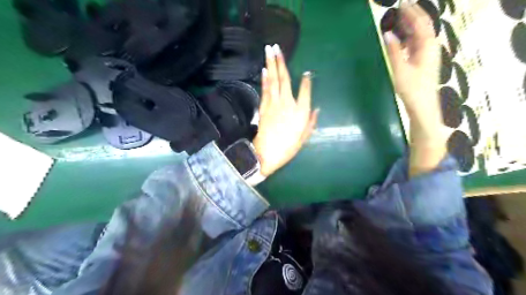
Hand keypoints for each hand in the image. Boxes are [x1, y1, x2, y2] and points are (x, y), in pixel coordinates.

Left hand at [253, 43, 318, 176]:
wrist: (266, 154)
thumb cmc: (287, 148)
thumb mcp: (304, 138)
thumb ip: (311, 122)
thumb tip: (316, 109)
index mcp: (300, 112)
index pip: (305, 91)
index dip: (306, 81)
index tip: (307, 74)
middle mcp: (287, 103)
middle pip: (285, 79)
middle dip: (281, 62)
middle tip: (277, 47)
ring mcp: (274, 103)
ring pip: (273, 80)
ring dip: (271, 64)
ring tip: (269, 50)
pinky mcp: (264, 107)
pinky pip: (265, 89)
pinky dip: (265, 79)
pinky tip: (264, 69)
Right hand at [383, 5, 447, 175]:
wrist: (423, 106)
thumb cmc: (412, 89)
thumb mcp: (400, 69)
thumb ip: (393, 51)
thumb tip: (387, 34)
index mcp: (427, 46)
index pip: (420, 22)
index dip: (411, 11)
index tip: (401, 3)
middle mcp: (430, 47)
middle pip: (422, 26)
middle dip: (411, 16)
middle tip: (398, 9)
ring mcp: (427, 55)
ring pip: (418, 35)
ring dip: (409, 27)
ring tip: (396, 21)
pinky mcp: (422, 63)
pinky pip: (415, 45)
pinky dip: (407, 38)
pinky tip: (399, 40)